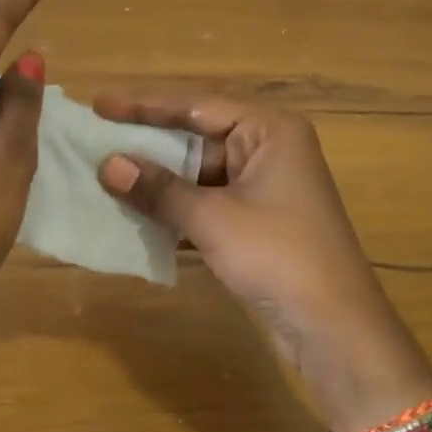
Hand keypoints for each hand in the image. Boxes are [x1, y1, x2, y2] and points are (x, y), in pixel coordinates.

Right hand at [95, 93, 431, 427]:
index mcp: (269, 130)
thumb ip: (159, 189)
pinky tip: (136, 210)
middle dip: (148, 140)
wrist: (334, 328)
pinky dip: (175, 205)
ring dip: (158, 176)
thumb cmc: (278, 256)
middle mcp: (268, 148)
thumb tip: (107, 165)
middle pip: (197, 134)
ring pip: (198, 171)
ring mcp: (263, 186)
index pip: (196, 104)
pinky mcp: (256, 220)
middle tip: (97, 135)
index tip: (99, 104)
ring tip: (106, 172)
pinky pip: (206, 200)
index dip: (144, 105)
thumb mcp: (213, 218)